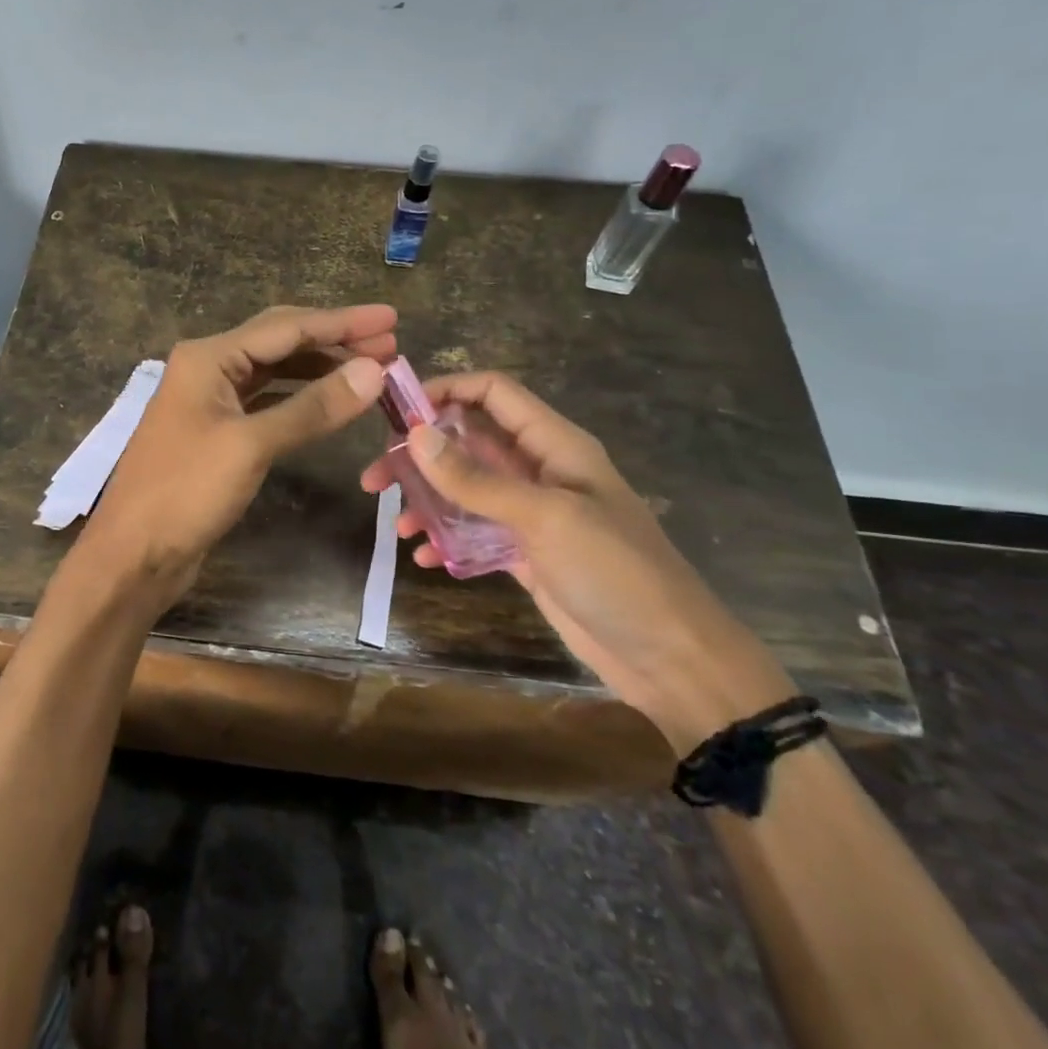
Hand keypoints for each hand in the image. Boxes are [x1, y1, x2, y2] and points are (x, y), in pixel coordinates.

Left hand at [71, 304, 396, 621]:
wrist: (133, 555)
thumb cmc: (185, 493)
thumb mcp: (252, 445)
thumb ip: (313, 407)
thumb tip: (374, 371)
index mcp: (209, 357)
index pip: (287, 327)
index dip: (342, 322)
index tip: (391, 319)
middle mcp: (208, 368)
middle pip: (280, 341)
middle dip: (334, 340)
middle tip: (390, 345)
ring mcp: (211, 401)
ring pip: (275, 371)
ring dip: (320, 368)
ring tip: (370, 372)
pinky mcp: (217, 432)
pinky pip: (267, 401)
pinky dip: (301, 398)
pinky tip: (330, 402)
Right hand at [360, 371, 794, 749]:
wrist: (672, 659)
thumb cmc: (616, 572)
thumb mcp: (544, 518)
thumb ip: (477, 479)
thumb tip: (415, 435)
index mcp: (555, 444)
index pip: (494, 393)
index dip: (446, 389)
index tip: (397, 413)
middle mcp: (539, 470)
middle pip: (469, 441)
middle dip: (421, 453)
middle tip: (375, 477)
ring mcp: (531, 513)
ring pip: (466, 488)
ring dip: (427, 499)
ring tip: (393, 523)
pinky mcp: (525, 553)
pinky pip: (473, 532)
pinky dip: (446, 538)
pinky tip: (423, 557)